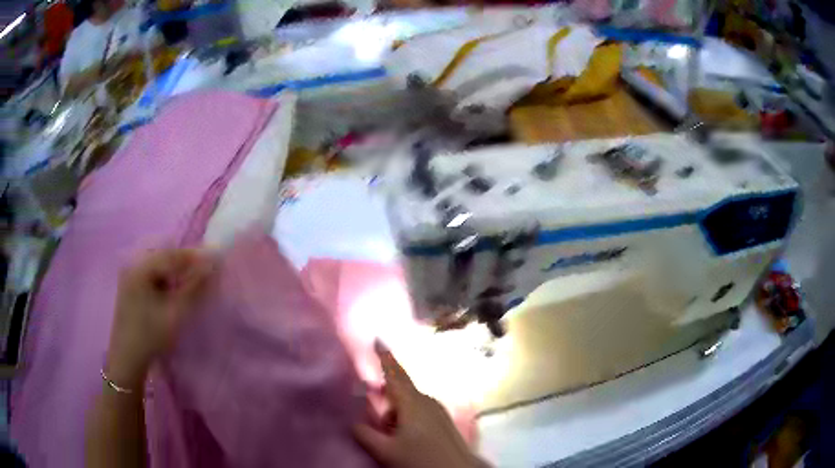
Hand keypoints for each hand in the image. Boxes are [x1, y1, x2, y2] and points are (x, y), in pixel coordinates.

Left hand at [105, 249, 212, 389]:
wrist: (127, 359)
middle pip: (164, 257)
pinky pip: (152, 275)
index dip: (194, 255)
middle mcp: (133, 265)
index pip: (171, 255)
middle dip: (186, 262)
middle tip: (206, 268)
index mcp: (140, 268)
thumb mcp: (175, 313)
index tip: (215, 256)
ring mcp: (130, 276)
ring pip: (159, 266)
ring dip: (177, 271)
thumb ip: (194, 289)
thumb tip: (211, 267)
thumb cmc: (150, 336)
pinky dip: (166, 279)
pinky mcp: (131, 287)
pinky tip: (175, 288)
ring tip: (194, 279)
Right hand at [353, 342, 486, 467]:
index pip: (395, 375)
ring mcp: (438, 411)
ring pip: (409, 404)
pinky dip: (406, 418)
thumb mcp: (385, 450)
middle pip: (401, 390)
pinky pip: (419, 412)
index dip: (385, 358)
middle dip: (386, 395)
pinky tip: (404, 437)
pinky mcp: (444, 421)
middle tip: (374, 408)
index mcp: (412, 404)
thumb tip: (354, 422)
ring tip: (388, 434)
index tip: (378, 339)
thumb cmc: (420, 460)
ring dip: (395, 413)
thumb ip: (365, 434)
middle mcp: (427, 402)